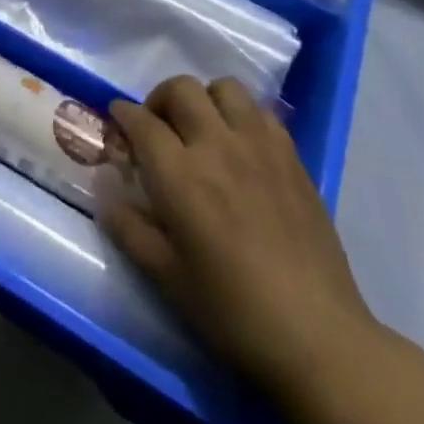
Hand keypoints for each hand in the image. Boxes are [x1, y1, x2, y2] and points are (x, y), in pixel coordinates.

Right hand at [101, 76, 379, 404]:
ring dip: (205, 99)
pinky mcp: (292, 157)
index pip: (141, 121)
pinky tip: (242, 147)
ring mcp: (259, 146)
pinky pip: (261, 112)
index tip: (117, 119)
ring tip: (202, 129)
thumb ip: (129, 229)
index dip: (123, 114)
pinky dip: (243, 116)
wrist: (317, 336)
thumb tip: (106, 195)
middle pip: (181, 89)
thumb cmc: (232, 311)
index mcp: (180, 175)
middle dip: (160, 98)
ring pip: (225, 88)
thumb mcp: (166, 277)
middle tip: (158, 126)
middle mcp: (217, 146)